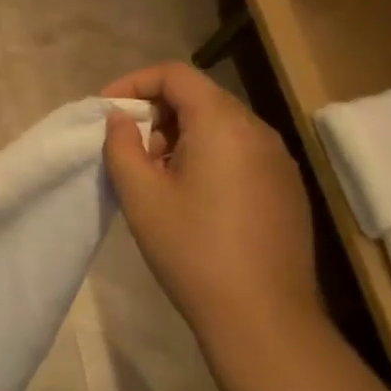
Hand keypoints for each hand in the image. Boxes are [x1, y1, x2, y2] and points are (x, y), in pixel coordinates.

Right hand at [102, 62, 322, 335]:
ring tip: (155, 177)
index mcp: (223, 125)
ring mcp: (278, 161)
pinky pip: (239, 151)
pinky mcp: (286, 188)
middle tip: (128, 150)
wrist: (262, 316)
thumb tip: (120, 119)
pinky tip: (190, 197)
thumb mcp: (140, 194)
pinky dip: (206, 156)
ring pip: (220, 125)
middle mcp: (258, 132)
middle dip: (155, 113)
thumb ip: (122, 145)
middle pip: (200, 97)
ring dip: (179, 136)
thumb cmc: (192, 249)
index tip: (105, 111)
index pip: (176, 75)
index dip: (133, 82)